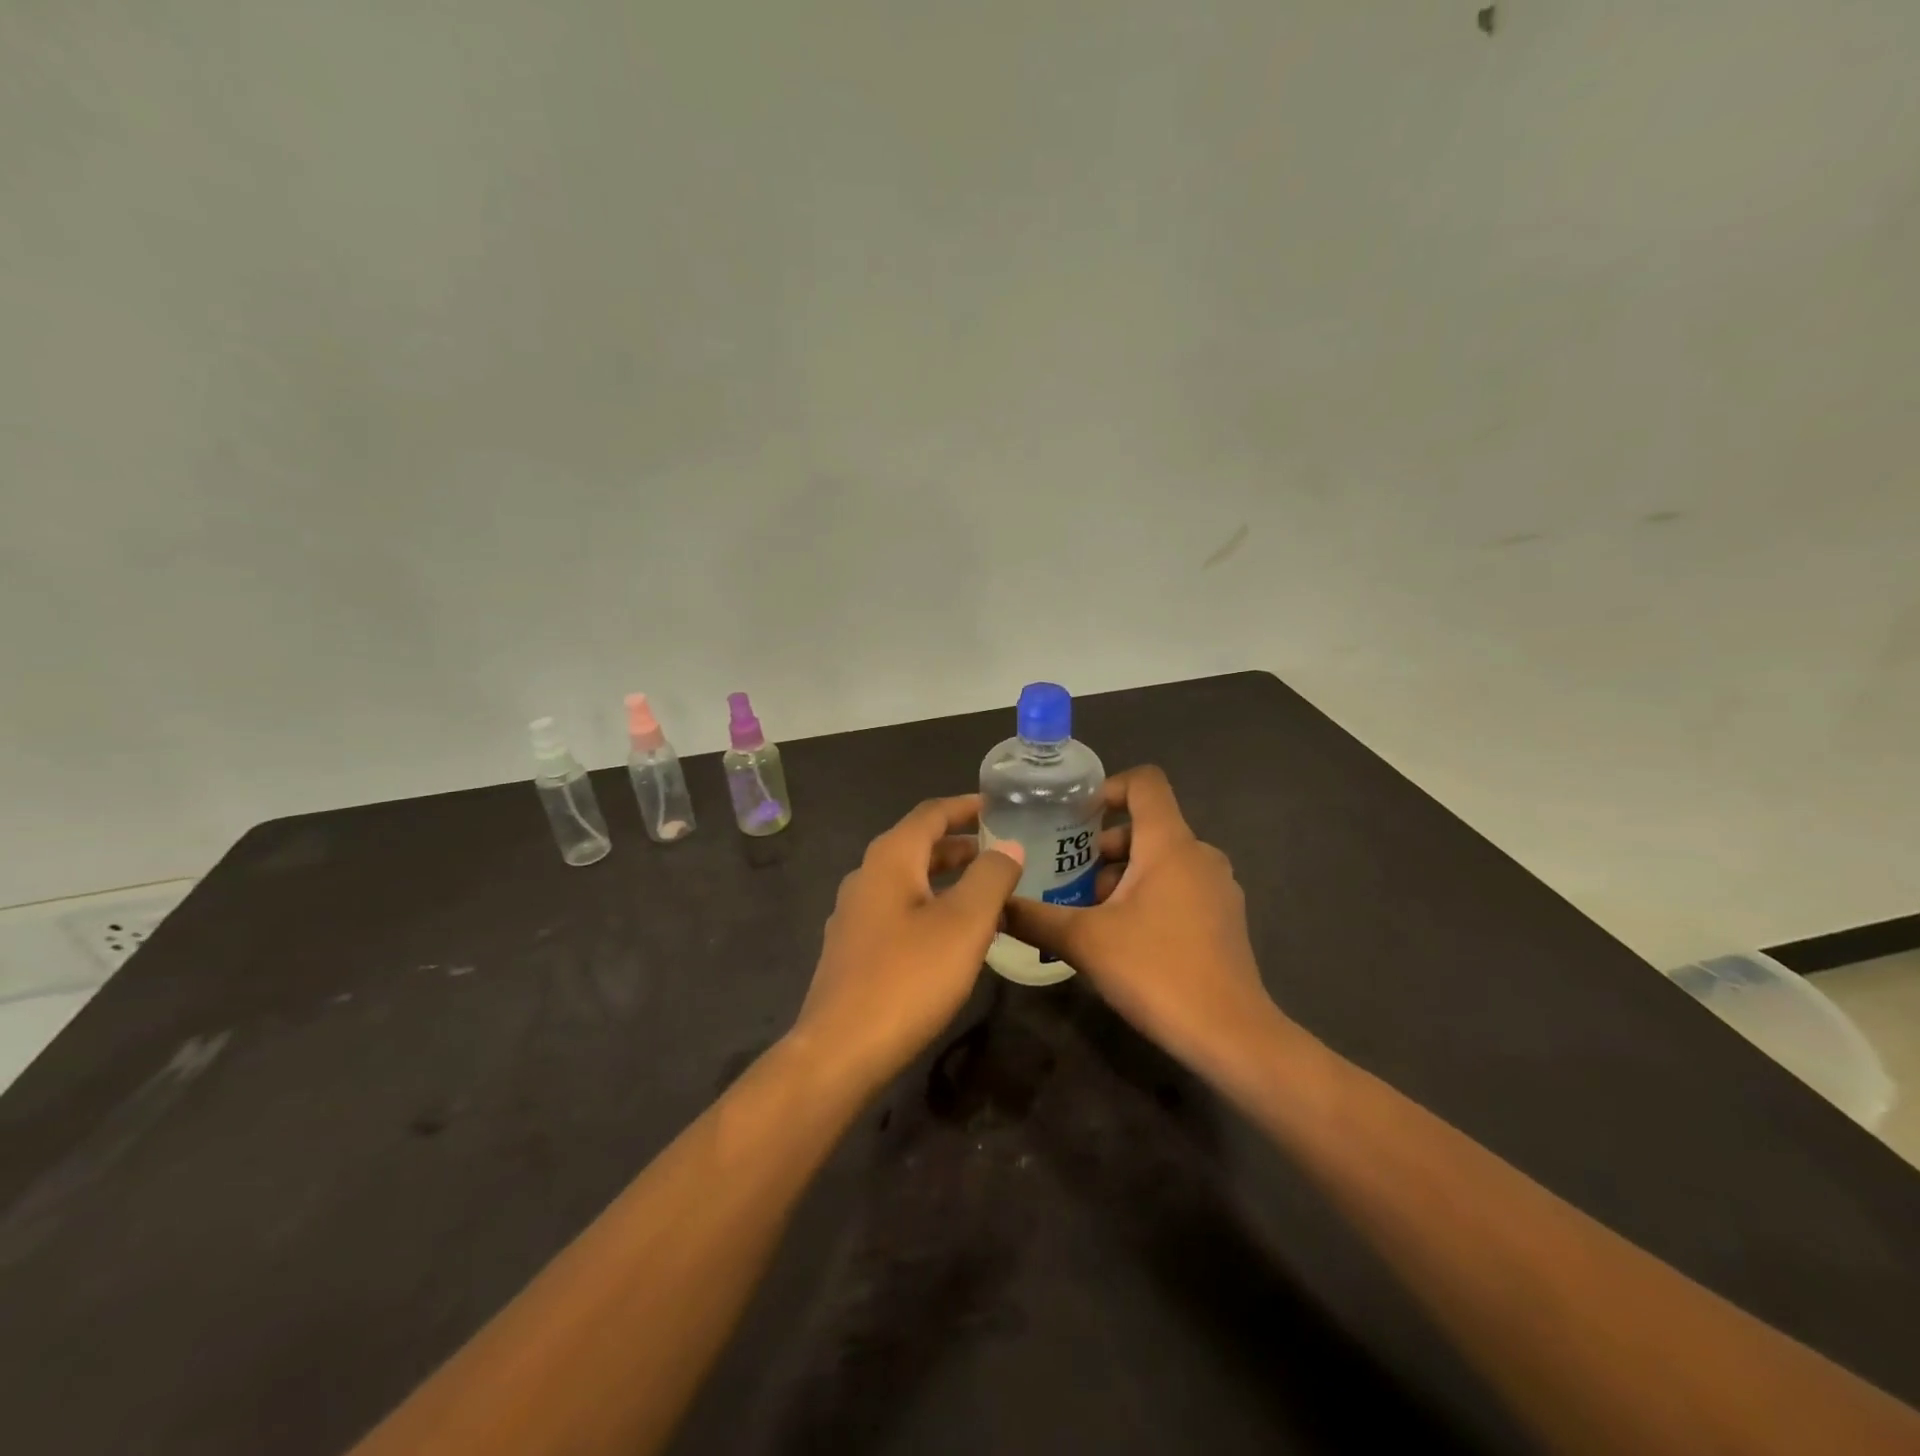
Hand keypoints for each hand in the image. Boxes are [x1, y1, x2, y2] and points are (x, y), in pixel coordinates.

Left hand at [789, 795, 1025, 1092]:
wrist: (841, 1050)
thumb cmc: (909, 977)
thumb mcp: (965, 923)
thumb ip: (991, 877)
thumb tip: (1010, 845)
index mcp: (890, 858)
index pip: (931, 813)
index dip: (967, 806)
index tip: (1001, 806)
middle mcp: (866, 876)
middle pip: (918, 844)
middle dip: (960, 843)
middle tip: (1002, 849)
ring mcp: (854, 914)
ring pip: (908, 880)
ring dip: (947, 877)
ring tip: (986, 890)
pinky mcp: (853, 948)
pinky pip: (899, 909)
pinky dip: (930, 905)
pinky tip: (952, 934)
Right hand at [1002, 766, 1280, 1075]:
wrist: (1231, 1036)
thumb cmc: (1157, 971)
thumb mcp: (1084, 942)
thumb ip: (1034, 917)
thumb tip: (994, 904)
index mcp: (1170, 843)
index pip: (1145, 782)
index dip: (1107, 787)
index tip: (1073, 818)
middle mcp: (1199, 854)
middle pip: (1145, 825)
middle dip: (1100, 846)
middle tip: (1064, 876)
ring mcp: (1217, 887)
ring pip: (1160, 860)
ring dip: (1120, 875)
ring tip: (1085, 911)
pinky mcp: (1223, 918)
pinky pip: (1177, 886)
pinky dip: (1146, 895)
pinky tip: (1120, 936)